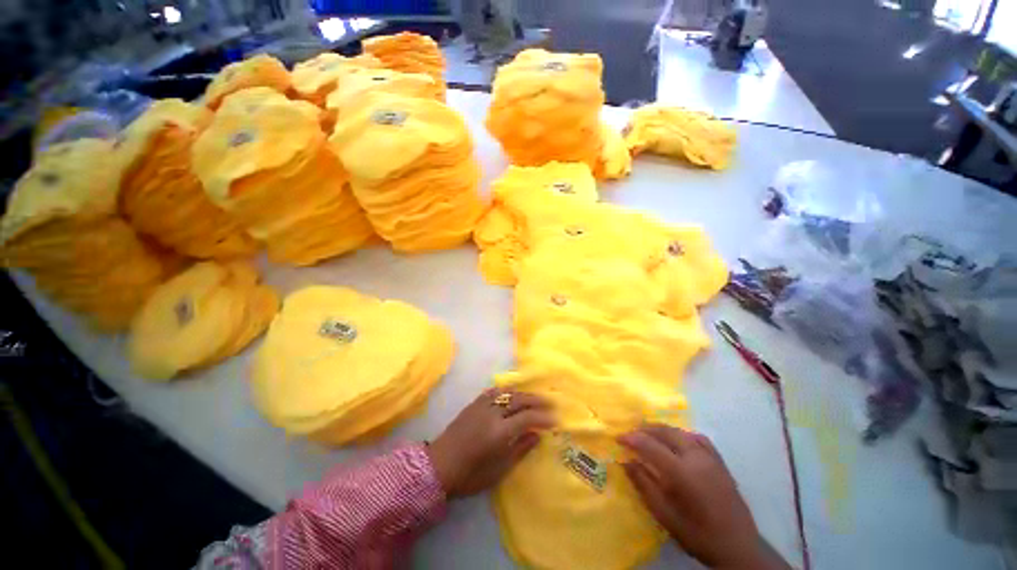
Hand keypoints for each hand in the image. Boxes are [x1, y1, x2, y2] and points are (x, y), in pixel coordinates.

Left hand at [427, 388, 553, 498]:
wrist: (439, 465)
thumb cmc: (470, 475)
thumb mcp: (498, 470)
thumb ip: (520, 449)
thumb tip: (537, 435)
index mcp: (499, 432)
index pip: (527, 418)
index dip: (542, 417)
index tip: (555, 420)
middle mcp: (492, 413)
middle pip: (519, 400)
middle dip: (537, 400)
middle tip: (550, 402)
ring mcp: (482, 406)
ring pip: (507, 393)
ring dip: (523, 393)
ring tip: (534, 396)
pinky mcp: (473, 404)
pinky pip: (493, 392)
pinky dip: (506, 391)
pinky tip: (511, 393)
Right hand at [619, 425, 789, 569]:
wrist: (738, 547)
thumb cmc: (697, 533)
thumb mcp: (664, 514)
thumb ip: (644, 484)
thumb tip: (625, 461)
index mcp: (682, 472)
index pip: (650, 445)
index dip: (631, 438)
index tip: (617, 438)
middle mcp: (696, 458)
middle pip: (665, 432)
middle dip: (644, 430)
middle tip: (630, 435)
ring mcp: (710, 457)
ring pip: (680, 432)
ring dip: (661, 430)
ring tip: (648, 434)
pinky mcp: (719, 461)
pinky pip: (697, 438)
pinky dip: (681, 434)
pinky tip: (677, 441)